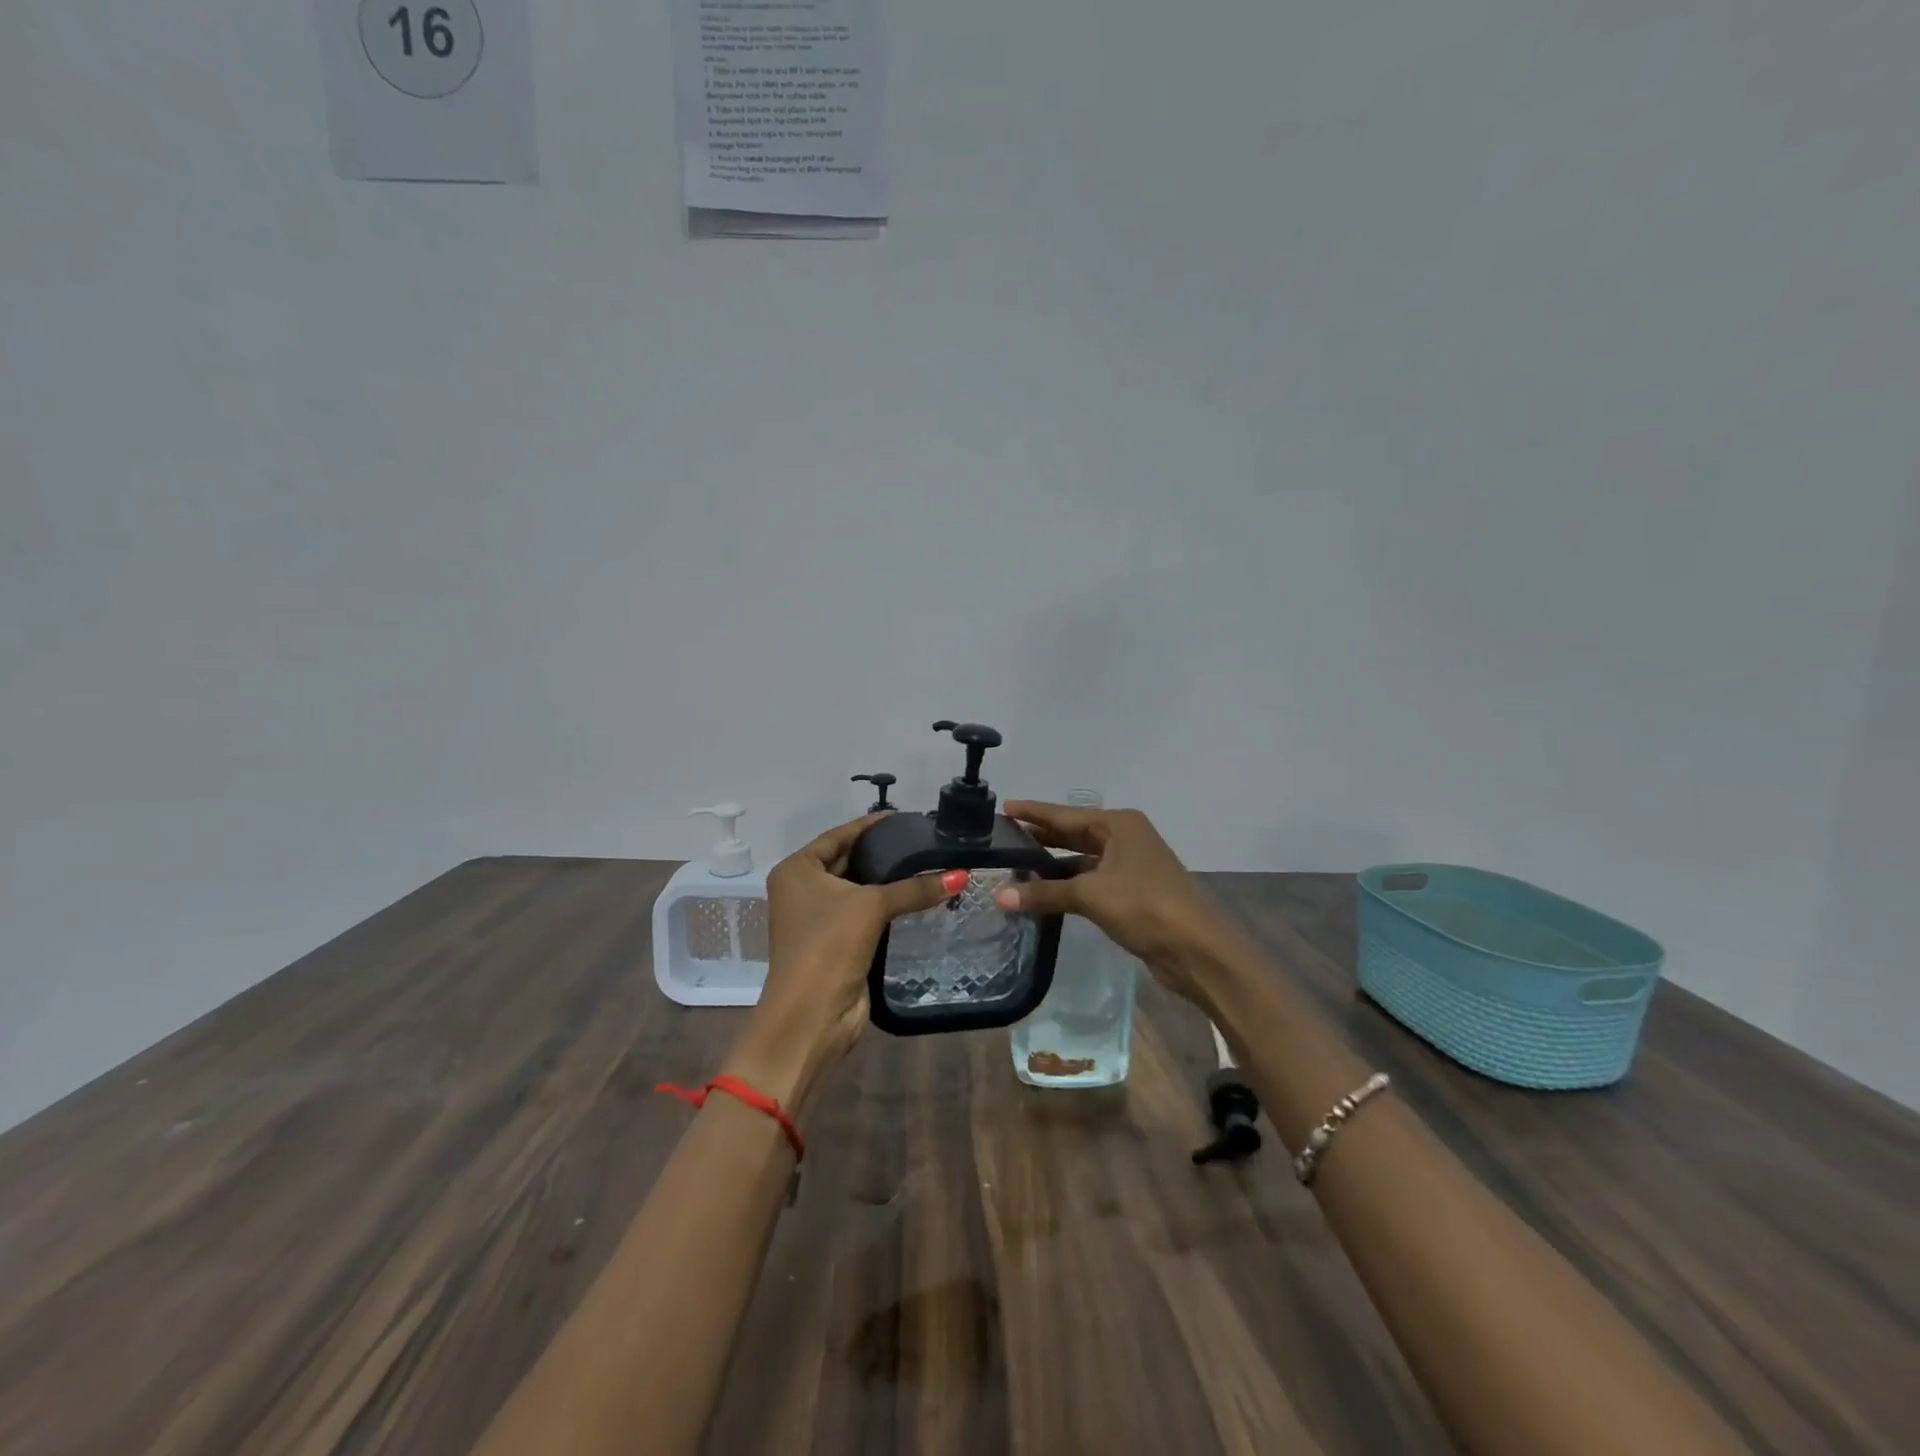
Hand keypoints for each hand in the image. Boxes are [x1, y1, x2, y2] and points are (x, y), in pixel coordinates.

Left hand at [721, 814, 951, 1116]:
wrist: (812, 1015)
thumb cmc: (829, 945)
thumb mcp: (871, 906)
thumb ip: (915, 887)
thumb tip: (962, 874)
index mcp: (797, 870)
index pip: (839, 835)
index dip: (871, 825)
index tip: (904, 816)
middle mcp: (802, 889)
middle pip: (848, 860)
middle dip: (882, 852)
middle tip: (922, 840)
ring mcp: (818, 918)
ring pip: (859, 889)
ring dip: (888, 881)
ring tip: (927, 863)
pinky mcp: (836, 943)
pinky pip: (865, 914)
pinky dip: (888, 906)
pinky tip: (918, 897)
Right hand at [992, 801, 1228, 1003]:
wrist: (1197, 949)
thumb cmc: (1145, 907)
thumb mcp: (1091, 896)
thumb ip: (1045, 893)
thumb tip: (999, 896)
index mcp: (1119, 825)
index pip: (1065, 814)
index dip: (1034, 812)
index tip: (1004, 806)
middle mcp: (1125, 837)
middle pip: (1074, 833)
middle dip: (1042, 835)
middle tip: (1004, 836)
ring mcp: (1130, 864)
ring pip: (1083, 857)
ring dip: (1054, 862)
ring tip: (1017, 862)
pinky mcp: (1132, 890)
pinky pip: (1091, 878)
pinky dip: (1069, 882)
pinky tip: (1045, 890)